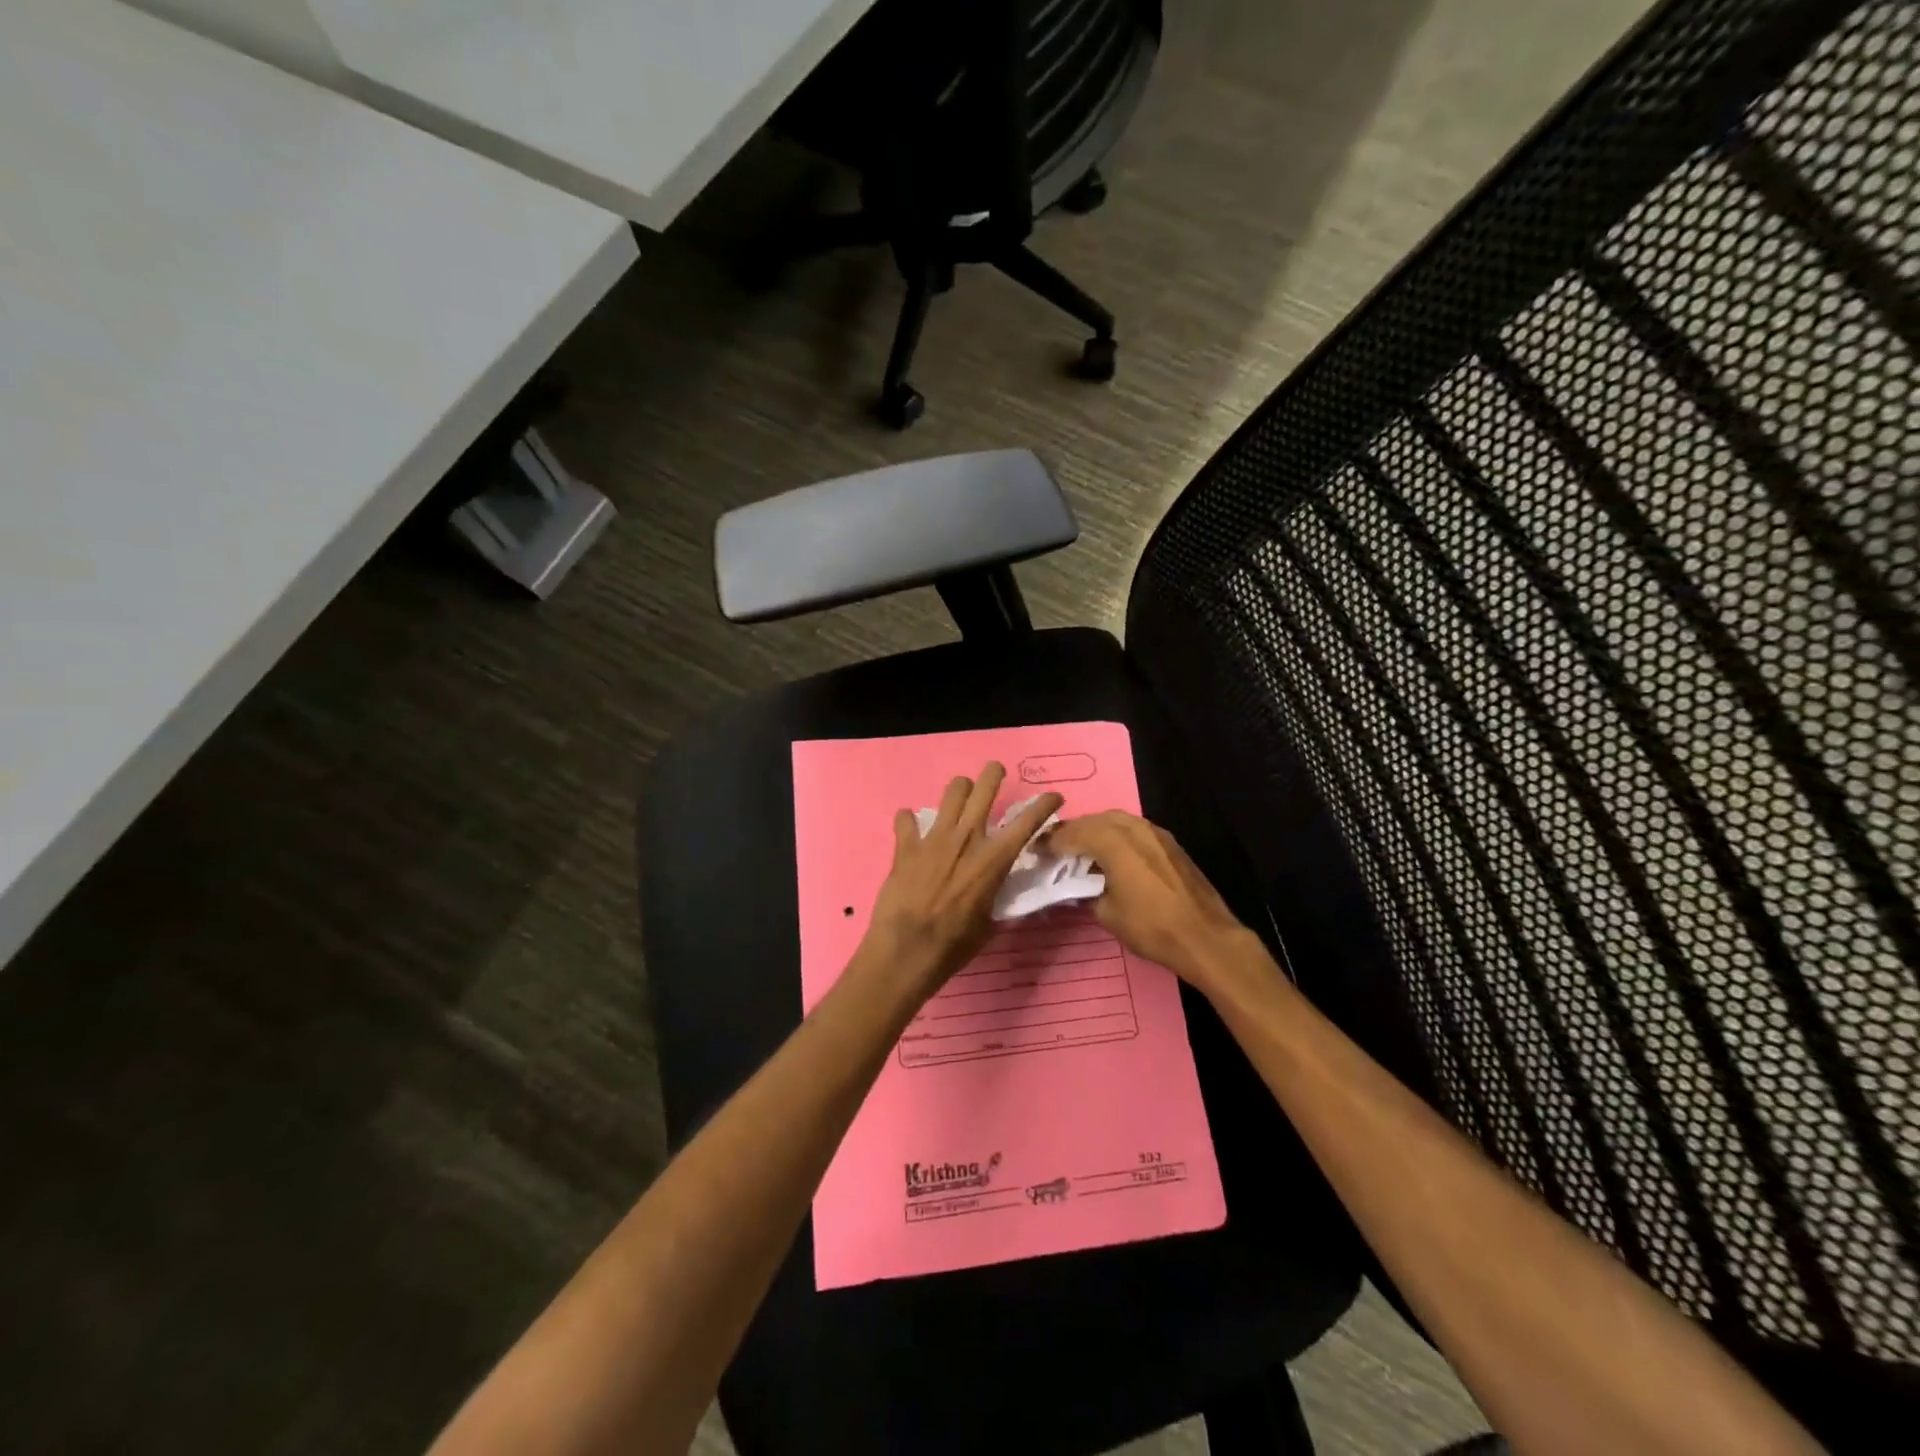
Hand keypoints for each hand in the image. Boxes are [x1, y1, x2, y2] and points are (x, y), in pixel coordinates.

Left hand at [858, 763, 1062, 998]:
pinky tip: (910, 829)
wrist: (908, 949)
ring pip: (950, 792)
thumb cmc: (955, 944)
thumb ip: (995, 895)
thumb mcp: (990, 922)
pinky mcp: (906, 845)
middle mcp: (967, 838)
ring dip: (958, 789)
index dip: (1045, 804)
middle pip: (984, 788)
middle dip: (993, 774)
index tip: (1054, 795)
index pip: (1028, 821)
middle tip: (995, 772)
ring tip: (959, 795)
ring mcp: (934, 838)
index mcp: (994, 858)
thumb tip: (997, 889)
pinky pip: (906, 819)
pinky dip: (909, 821)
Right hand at [1046, 810, 1267, 997]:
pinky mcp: (1170, 844)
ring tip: (1083, 849)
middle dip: (1074, 831)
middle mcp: (1134, 828)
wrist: (1206, 937)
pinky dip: (1117, 835)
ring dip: (1096, 829)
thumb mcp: (1107, 914)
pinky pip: (1135, 829)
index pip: (1073, 834)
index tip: (1038, 851)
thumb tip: (1081, 885)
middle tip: (1058, 847)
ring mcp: (1156, 833)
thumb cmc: (1152, 927)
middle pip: (1095, 820)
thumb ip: (1088, 891)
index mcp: (1113, 842)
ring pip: (1117, 820)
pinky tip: (1113, 854)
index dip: (1052, 842)